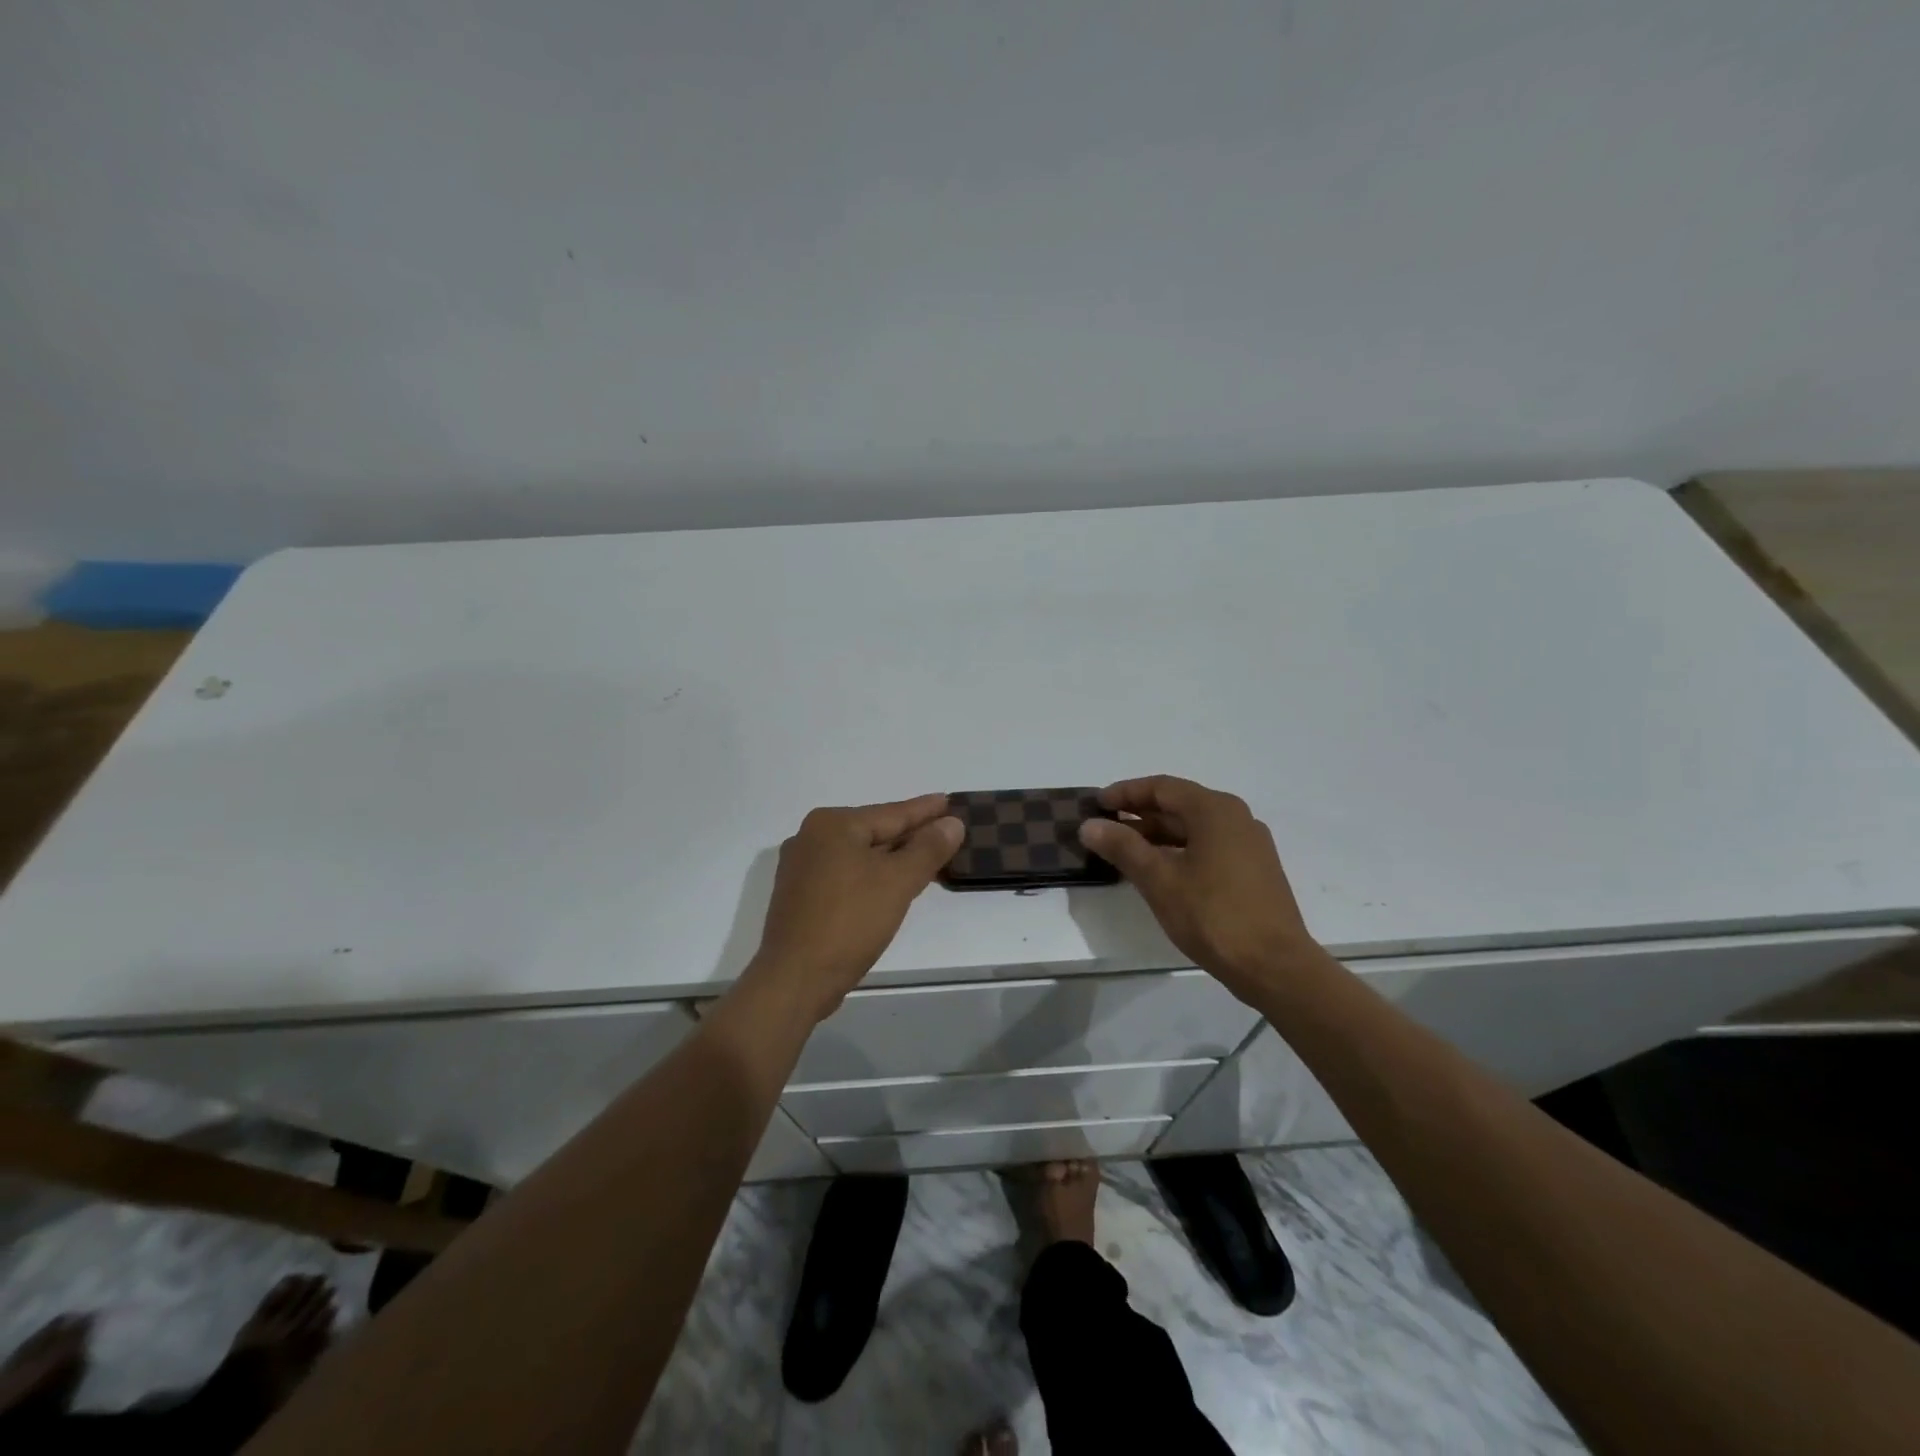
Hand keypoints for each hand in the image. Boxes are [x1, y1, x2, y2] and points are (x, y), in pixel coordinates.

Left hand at [746, 794, 962, 1022]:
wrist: (795, 979)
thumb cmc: (850, 921)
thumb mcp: (898, 881)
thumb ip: (928, 848)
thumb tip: (952, 823)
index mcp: (832, 825)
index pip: (891, 813)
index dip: (925, 810)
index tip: (950, 801)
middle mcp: (811, 838)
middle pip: (874, 832)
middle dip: (910, 834)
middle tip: (944, 829)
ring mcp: (801, 869)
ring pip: (859, 855)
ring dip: (892, 858)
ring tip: (924, 855)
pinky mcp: (800, 897)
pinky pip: (846, 875)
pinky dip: (871, 876)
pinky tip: (890, 885)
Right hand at [1079, 775, 1319, 998]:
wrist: (1275, 967)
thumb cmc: (1213, 916)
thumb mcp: (1160, 880)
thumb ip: (1123, 847)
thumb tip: (1089, 825)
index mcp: (1215, 810)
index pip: (1162, 787)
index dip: (1125, 793)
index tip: (1096, 804)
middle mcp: (1236, 818)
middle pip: (1179, 805)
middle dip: (1139, 814)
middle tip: (1104, 828)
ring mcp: (1249, 845)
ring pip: (1194, 828)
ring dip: (1158, 834)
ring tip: (1124, 851)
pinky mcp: (1254, 870)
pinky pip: (1208, 846)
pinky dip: (1179, 850)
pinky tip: (1159, 871)